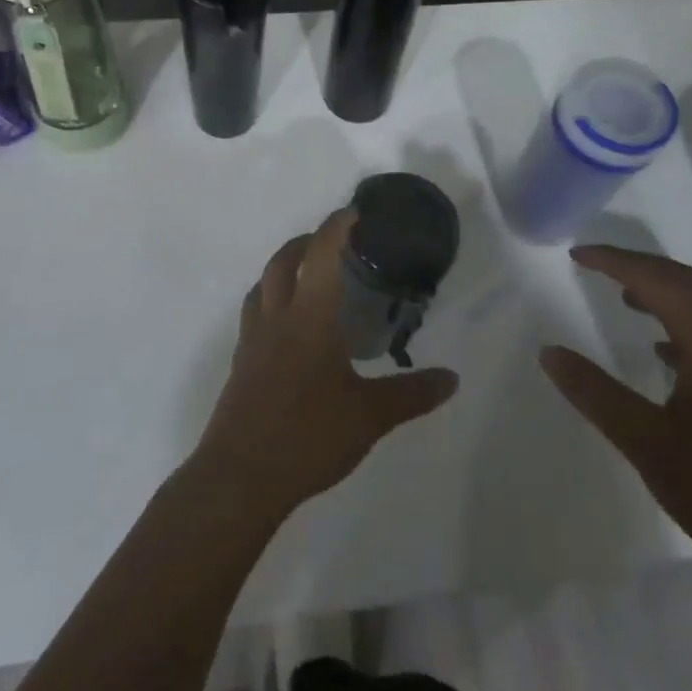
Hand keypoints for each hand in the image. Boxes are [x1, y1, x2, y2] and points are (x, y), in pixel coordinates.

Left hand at [191, 209, 459, 521]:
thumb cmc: (309, 436)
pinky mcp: (240, 364)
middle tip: (330, 242)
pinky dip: (270, 302)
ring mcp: (252, 341)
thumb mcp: (369, 417)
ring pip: (261, 286)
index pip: (322, 256)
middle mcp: (276, 319)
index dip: (336, 228)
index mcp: (309, 318)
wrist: (240, 476)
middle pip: (282, 262)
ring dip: (281, 270)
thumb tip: (451, 379)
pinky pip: (253, 315)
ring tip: (305, 277)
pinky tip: (287, 328)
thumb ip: (411, 394)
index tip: (352, 213)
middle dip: (305, 242)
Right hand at [540, 246, 691, 587]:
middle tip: (598, 265)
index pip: (658, 281)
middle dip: (640, 266)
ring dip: (664, 293)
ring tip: (626, 298)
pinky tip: (666, 354)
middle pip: (687, 283)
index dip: (615, 261)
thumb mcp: (649, 444)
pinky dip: (683, 326)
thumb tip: (549, 352)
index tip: (577, 253)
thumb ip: (596, 394)